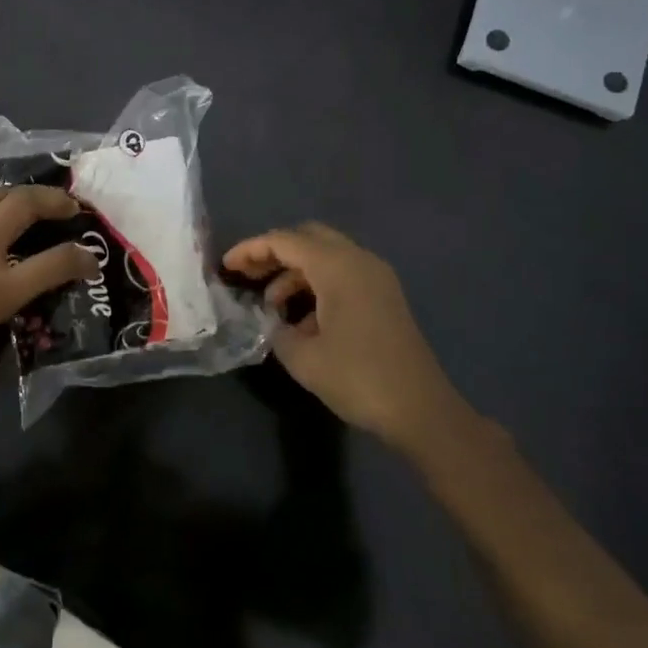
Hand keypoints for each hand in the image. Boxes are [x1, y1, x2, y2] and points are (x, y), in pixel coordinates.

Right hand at [223, 223, 461, 452]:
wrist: (421, 410)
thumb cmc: (358, 378)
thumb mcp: (302, 357)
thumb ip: (275, 329)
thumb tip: (272, 320)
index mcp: (338, 267)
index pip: (285, 241)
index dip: (251, 249)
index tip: (226, 267)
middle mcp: (359, 261)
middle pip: (308, 238)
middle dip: (274, 253)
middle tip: (248, 276)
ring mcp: (376, 277)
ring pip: (326, 256)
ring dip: (295, 272)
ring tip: (271, 306)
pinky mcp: (384, 297)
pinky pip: (342, 274)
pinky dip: (316, 285)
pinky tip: (302, 320)